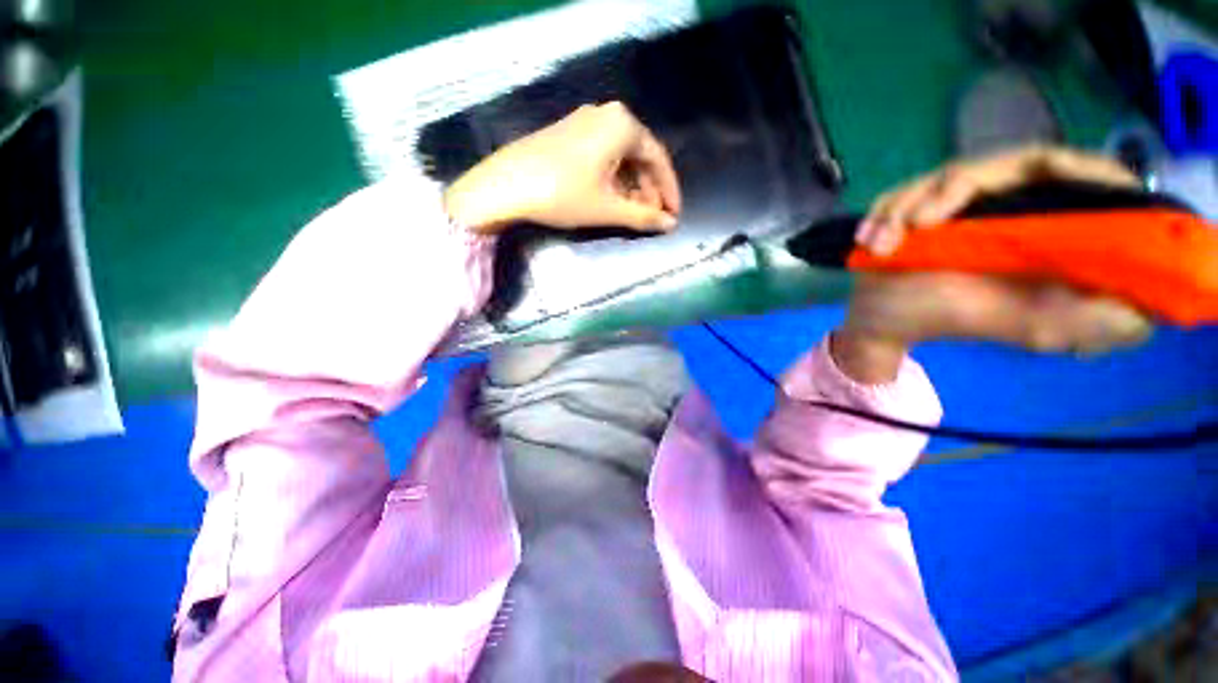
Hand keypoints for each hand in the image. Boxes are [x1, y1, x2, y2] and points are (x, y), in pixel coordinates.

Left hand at [443, 102, 681, 233]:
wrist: (504, 186)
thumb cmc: (563, 194)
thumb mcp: (608, 208)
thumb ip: (643, 216)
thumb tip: (670, 224)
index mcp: (622, 125)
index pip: (658, 159)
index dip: (669, 190)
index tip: (674, 214)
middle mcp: (606, 114)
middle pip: (639, 156)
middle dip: (649, 190)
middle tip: (652, 217)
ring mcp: (584, 121)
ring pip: (620, 156)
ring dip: (631, 186)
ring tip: (633, 213)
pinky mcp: (568, 133)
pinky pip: (602, 155)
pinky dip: (613, 178)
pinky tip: (612, 198)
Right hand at [833, 146, 1151, 383]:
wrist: (881, 320)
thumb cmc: (946, 320)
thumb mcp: (1029, 328)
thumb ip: (1095, 322)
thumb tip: (1156, 305)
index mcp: (1046, 229)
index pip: (1080, 176)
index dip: (1079, 171)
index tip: (1045, 183)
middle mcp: (1010, 205)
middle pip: (1009, 164)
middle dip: (953, 191)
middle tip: (918, 225)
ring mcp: (960, 202)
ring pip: (948, 175)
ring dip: (906, 206)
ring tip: (881, 244)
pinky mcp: (921, 204)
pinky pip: (906, 190)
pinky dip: (884, 212)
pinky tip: (869, 240)